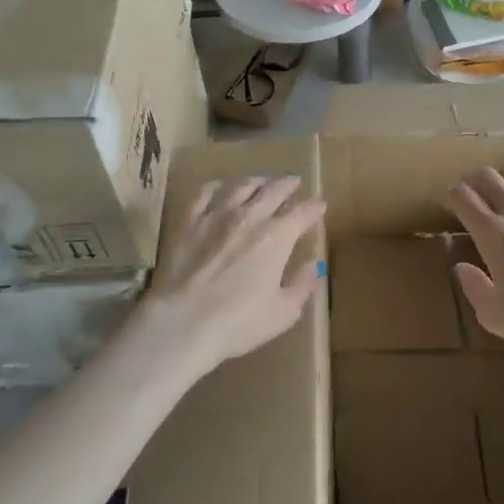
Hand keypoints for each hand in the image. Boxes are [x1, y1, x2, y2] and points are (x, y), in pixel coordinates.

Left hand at [137, 176, 323, 375]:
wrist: (183, 322)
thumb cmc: (239, 322)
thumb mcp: (284, 312)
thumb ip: (302, 284)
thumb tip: (313, 264)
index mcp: (277, 237)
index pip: (302, 212)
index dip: (314, 207)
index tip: (320, 205)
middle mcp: (250, 217)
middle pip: (274, 191)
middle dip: (288, 185)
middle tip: (294, 182)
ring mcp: (217, 216)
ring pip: (242, 186)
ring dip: (257, 180)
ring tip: (263, 180)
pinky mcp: (189, 222)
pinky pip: (204, 194)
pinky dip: (216, 186)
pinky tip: (219, 186)